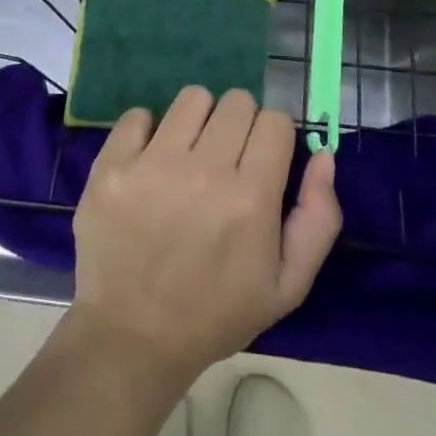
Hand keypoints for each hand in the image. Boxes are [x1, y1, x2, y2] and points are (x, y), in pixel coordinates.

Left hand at [70, 87, 340, 388]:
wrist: (132, 338)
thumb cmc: (215, 313)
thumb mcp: (287, 285)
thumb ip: (318, 218)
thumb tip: (323, 154)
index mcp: (251, 198)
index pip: (275, 120)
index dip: (273, 137)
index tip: (262, 159)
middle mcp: (204, 171)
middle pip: (237, 101)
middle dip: (240, 124)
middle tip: (226, 158)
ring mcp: (152, 164)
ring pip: (192, 97)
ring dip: (198, 119)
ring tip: (188, 154)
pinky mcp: (111, 166)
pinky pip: (138, 114)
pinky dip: (147, 130)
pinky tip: (149, 160)